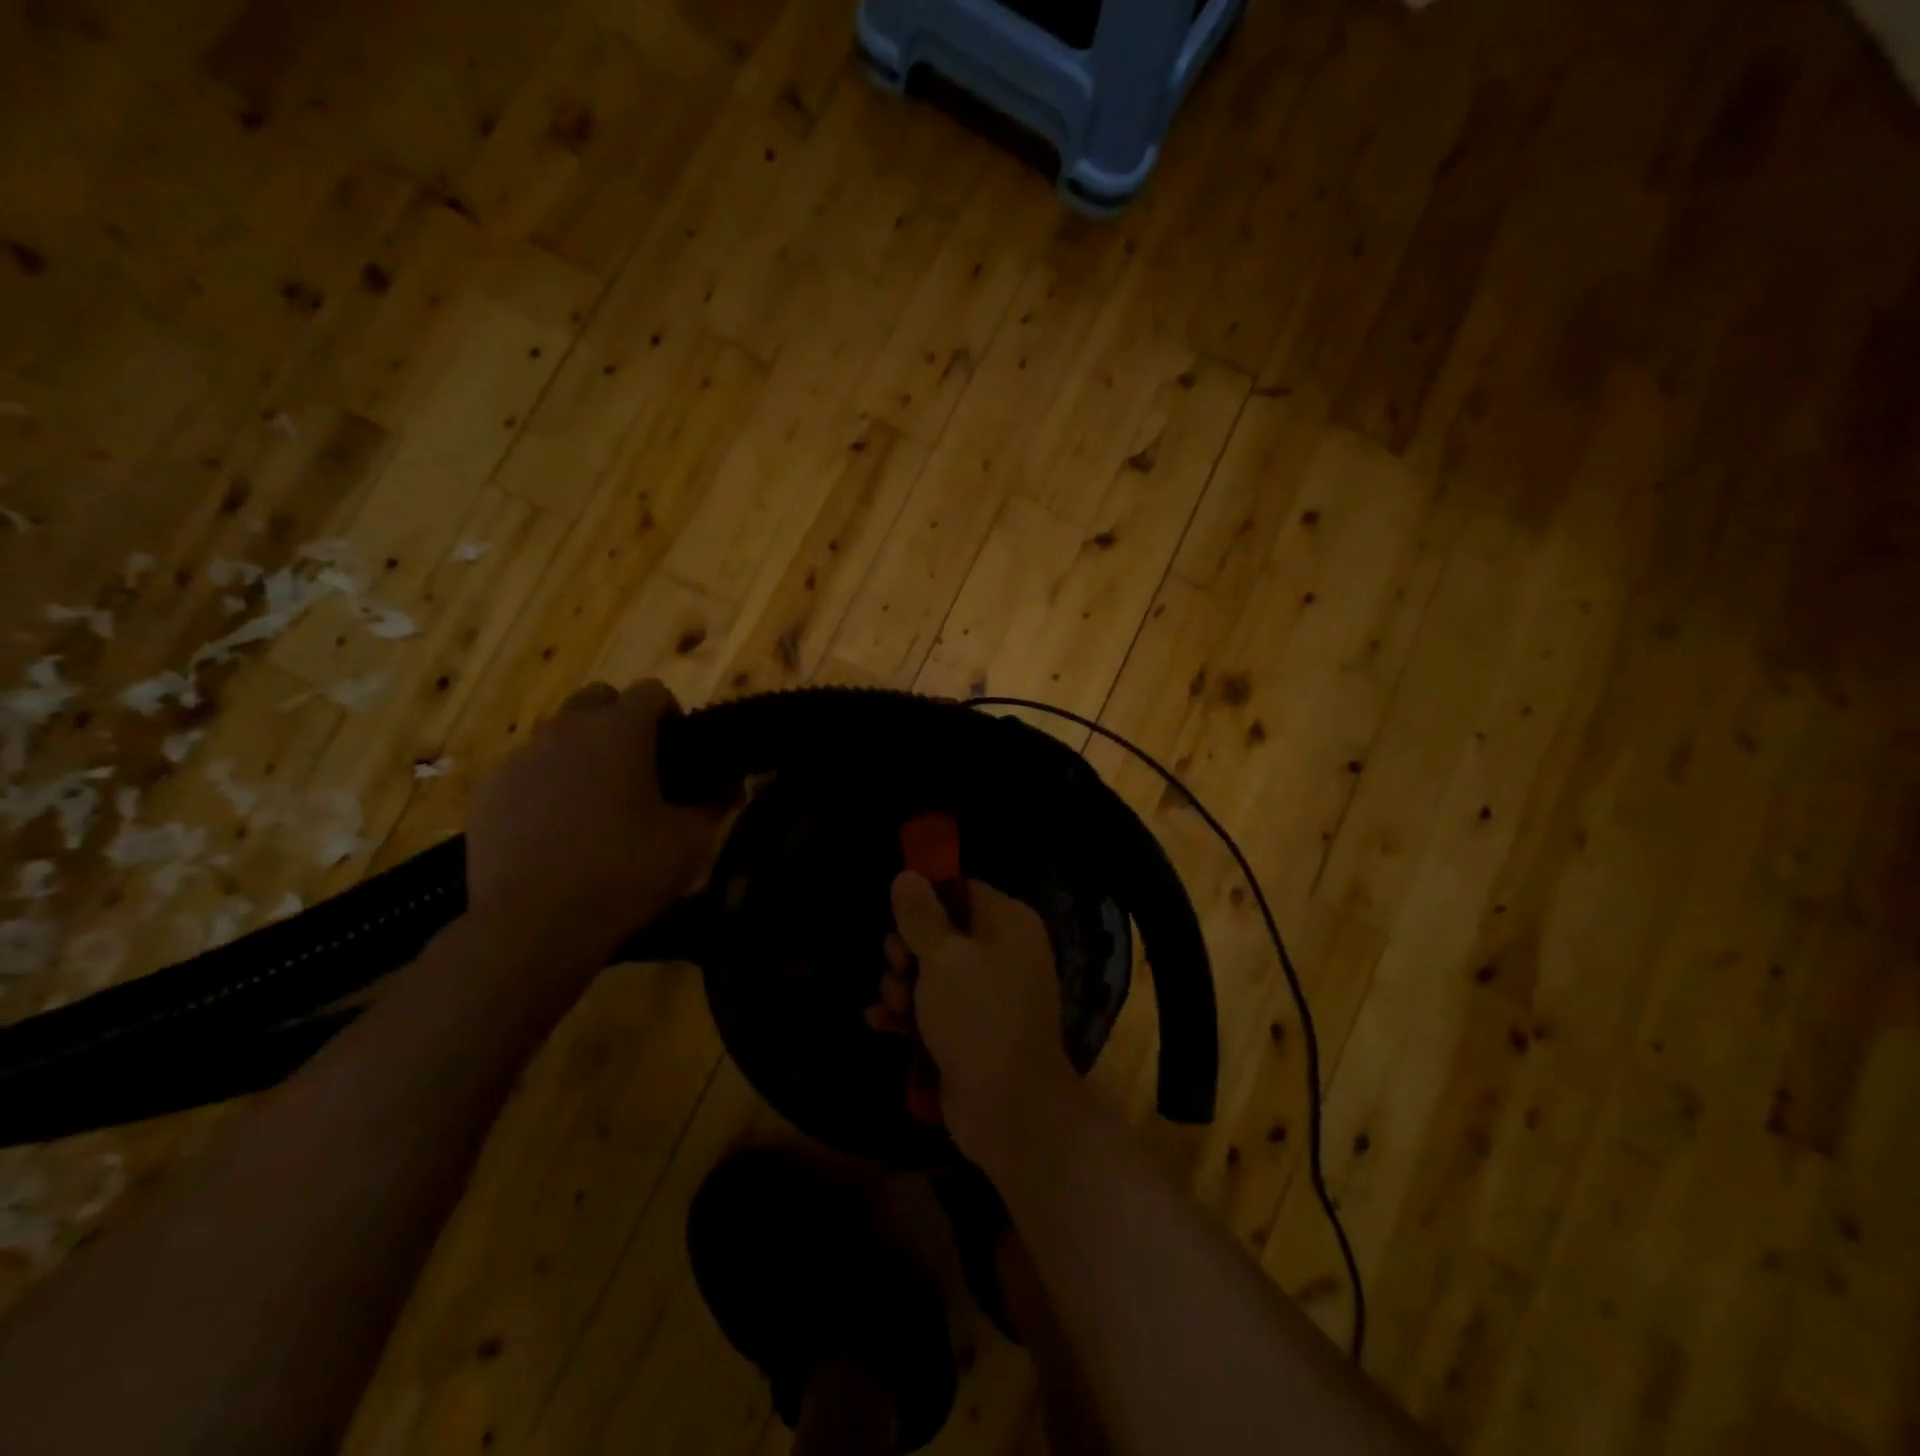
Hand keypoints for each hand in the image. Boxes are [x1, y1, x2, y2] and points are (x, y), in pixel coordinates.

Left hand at [466, 680, 720, 962]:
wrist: (532, 927)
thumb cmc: (624, 874)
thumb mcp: (690, 842)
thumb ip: (716, 803)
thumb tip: (733, 784)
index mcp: (619, 732)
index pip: (651, 692)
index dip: (671, 713)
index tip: (680, 750)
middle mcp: (566, 731)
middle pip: (598, 700)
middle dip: (621, 721)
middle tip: (639, 768)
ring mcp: (520, 759)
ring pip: (559, 735)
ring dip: (583, 752)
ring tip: (597, 803)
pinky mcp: (488, 792)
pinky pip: (527, 770)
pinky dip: (547, 784)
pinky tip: (557, 829)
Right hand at [875, 872, 1074, 1164]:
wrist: (1009, 1108)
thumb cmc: (978, 1016)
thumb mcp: (943, 957)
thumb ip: (921, 915)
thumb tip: (907, 875)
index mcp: (1008, 923)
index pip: (963, 890)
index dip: (927, 898)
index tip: (896, 912)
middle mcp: (1002, 953)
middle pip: (942, 932)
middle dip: (908, 949)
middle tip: (895, 965)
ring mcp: (987, 995)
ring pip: (932, 974)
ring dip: (904, 986)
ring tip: (895, 1004)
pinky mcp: (970, 1031)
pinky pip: (933, 1010)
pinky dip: (908, 1015)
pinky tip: (879, 1020)